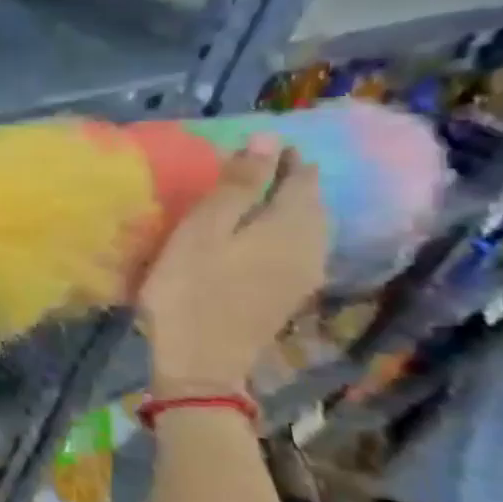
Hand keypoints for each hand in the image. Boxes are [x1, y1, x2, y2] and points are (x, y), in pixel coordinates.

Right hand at [137, 136, 326, 395]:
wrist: (202, 361)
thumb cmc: (191, 289)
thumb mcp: (203, 230)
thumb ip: (237, 186)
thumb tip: (266, 140)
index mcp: (291, 225)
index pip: (300, 176)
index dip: (281, 156)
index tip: (253, 143)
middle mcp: (312, 246)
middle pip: (310, 202)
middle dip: (287, 179)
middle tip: (251, 165)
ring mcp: (305, 274)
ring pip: (307, 226)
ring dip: (285, 206)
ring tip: (252, 196)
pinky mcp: (290, 294)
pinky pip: (296, 247)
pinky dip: (280, 230)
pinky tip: (256, 235)